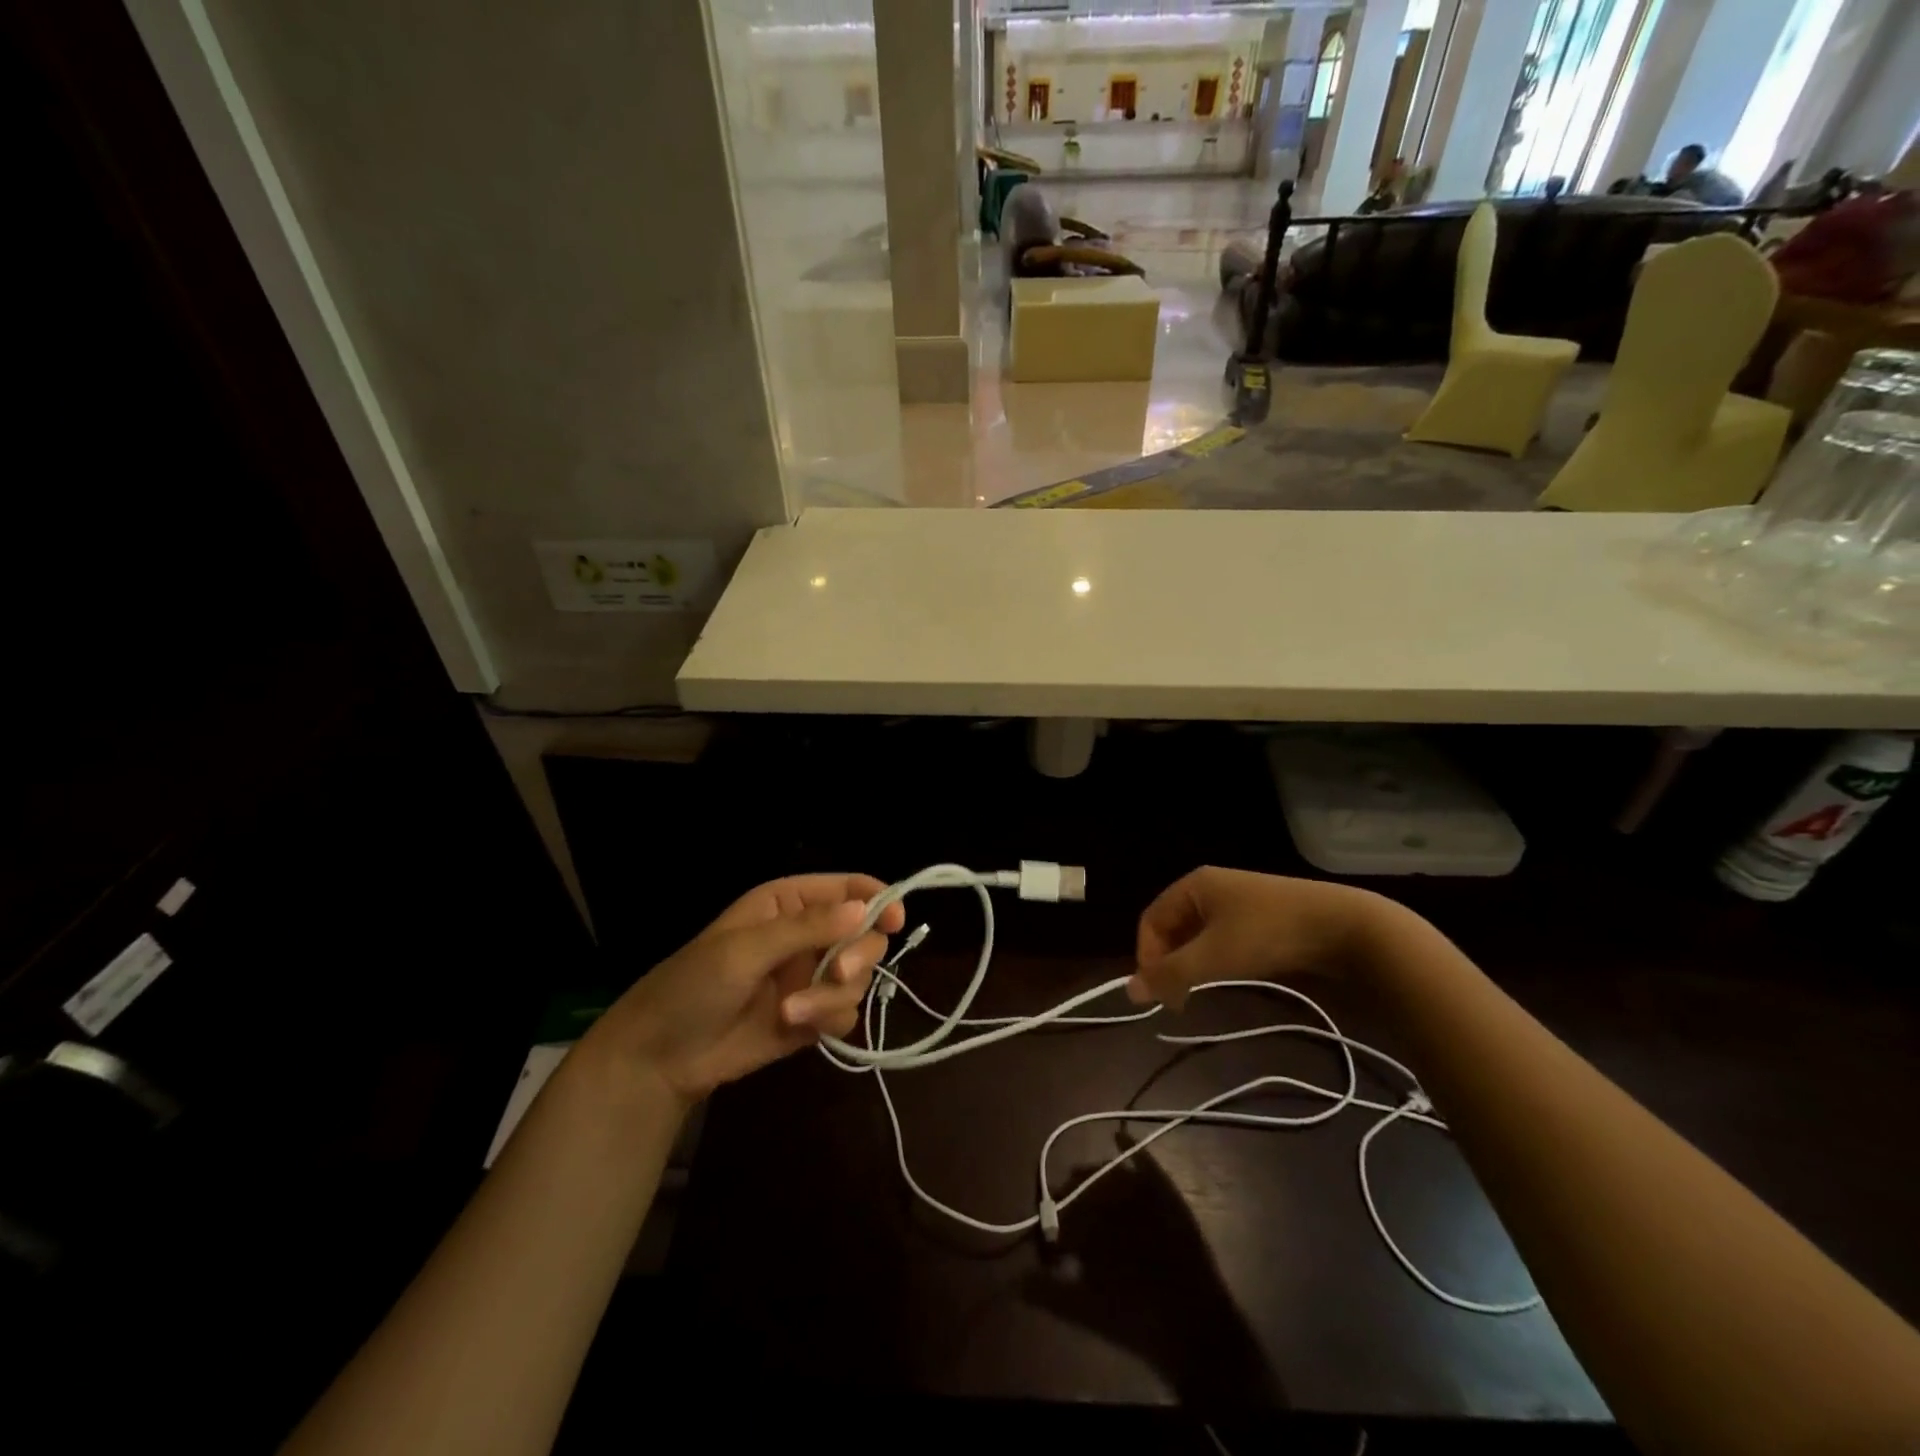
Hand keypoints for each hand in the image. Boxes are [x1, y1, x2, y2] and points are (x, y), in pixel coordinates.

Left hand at [583, 874, 905, 1104]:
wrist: (662, 1057)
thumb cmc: (694, 985)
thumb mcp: (745, 949)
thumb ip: (806, 928)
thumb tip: (865, 909)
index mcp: (788, 903)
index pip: (847, 889)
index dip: (876, 899)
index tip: (895, 920)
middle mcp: (807, 934)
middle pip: (864, 934)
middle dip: (856, 955)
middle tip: (836, 973)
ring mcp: (811, 976)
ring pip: (858, 977)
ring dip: (831, 996)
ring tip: (792, 1012)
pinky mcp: (812, 1016)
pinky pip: (846, 1012)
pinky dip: (828, 1020)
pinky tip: (795, 1028)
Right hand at [1126, 866, 1389, 1009]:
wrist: (1344, 927)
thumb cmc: (1268, 934)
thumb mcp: (1213, 957)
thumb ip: (1170, 974)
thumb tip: (1130, 991)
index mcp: (1193, 885)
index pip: (1151, 921)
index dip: (1147, 957)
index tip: (1159, 995)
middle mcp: (1211, 887)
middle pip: (1173, 927)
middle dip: (1169, 962)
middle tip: (1178, 1000)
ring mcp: (1238, 901)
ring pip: (1198, 935)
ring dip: (1192, 964)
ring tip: (1200, 992)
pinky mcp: (1262, 917)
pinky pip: (1222, 937)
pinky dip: (1216, 960)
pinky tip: (1229, 977)